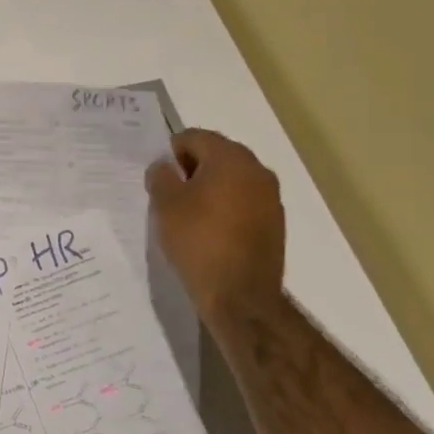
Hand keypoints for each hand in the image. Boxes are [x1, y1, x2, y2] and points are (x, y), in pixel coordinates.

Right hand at [146, 129, 286, 328]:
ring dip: (209, 188)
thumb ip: (160, 176)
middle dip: (191, 169)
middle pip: (216, 155)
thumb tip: (165, 166)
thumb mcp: (165, 204)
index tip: (158, 178)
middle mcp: (257, 170)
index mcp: (231, 158)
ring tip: (187, 215)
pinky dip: (225, 207)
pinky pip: (243, 202)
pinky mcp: (274, 223)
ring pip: (231, 179)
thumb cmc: (198, 241)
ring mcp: (270, 198)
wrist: (240, 296)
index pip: (194, 137)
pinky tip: (209, 231)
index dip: (171, 152)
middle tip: (169, 194)